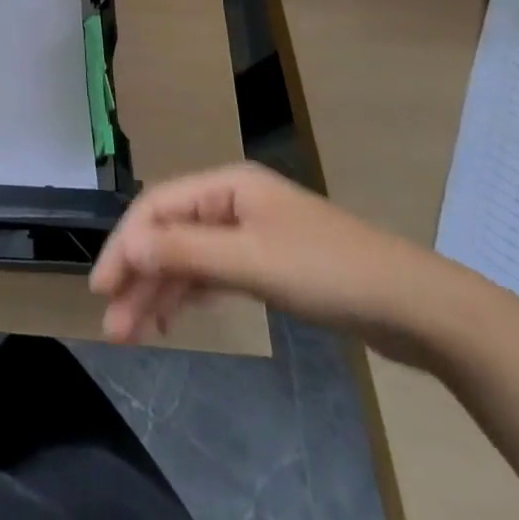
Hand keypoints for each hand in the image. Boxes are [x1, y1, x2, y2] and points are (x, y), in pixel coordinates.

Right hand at [90, 162, 469, 361]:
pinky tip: (172, 320)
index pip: (158, 207)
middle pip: (170, 233)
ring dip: (160, 292)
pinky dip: (190, 295)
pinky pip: (213, 274)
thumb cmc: (330, 272)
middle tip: (113, 323)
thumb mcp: (254, 260)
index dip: (126, 243)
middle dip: (139, 275)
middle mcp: (231, 202)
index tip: (102, 287)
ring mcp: (250, 233)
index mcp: (226, 186)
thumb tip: (130, 248)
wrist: (416, 307)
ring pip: (189, 257)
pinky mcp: (267, 265)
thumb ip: (189, 251)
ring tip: (134, 333)